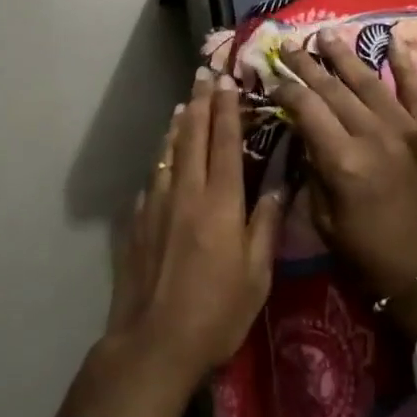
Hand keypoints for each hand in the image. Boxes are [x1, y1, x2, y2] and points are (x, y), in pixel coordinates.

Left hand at [56, 68, 282, 416]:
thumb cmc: (216, 313)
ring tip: (184, 103)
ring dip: (179, 124)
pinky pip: (154, 177)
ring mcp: (157, 204)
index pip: (224, 143)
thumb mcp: (257, 275)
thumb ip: (266, 224)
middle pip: (193, 136)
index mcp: (220, 203)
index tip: (228, 81)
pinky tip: (165, 156)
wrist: (153, 342)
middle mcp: (186, 192)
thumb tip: (278, 184)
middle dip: (200, 103)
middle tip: (204, 74)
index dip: (227, 109)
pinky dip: (163, 157)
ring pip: (169, 153)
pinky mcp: (138, 221)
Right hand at [275, 29, 416, 341]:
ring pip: (369, 81)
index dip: (286, 89)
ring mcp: (406, 129)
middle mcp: (372, 134)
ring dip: (344, 56)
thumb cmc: (371, 257)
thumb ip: (312, 173)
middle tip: (290, 46)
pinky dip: (405, 64)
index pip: (306, 108)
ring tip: (326, 35)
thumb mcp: (323, 222)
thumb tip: (304, 138)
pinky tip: (392, 41)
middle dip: (307, 65)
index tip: (272, 78)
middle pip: (333, 88)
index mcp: (341, 159)